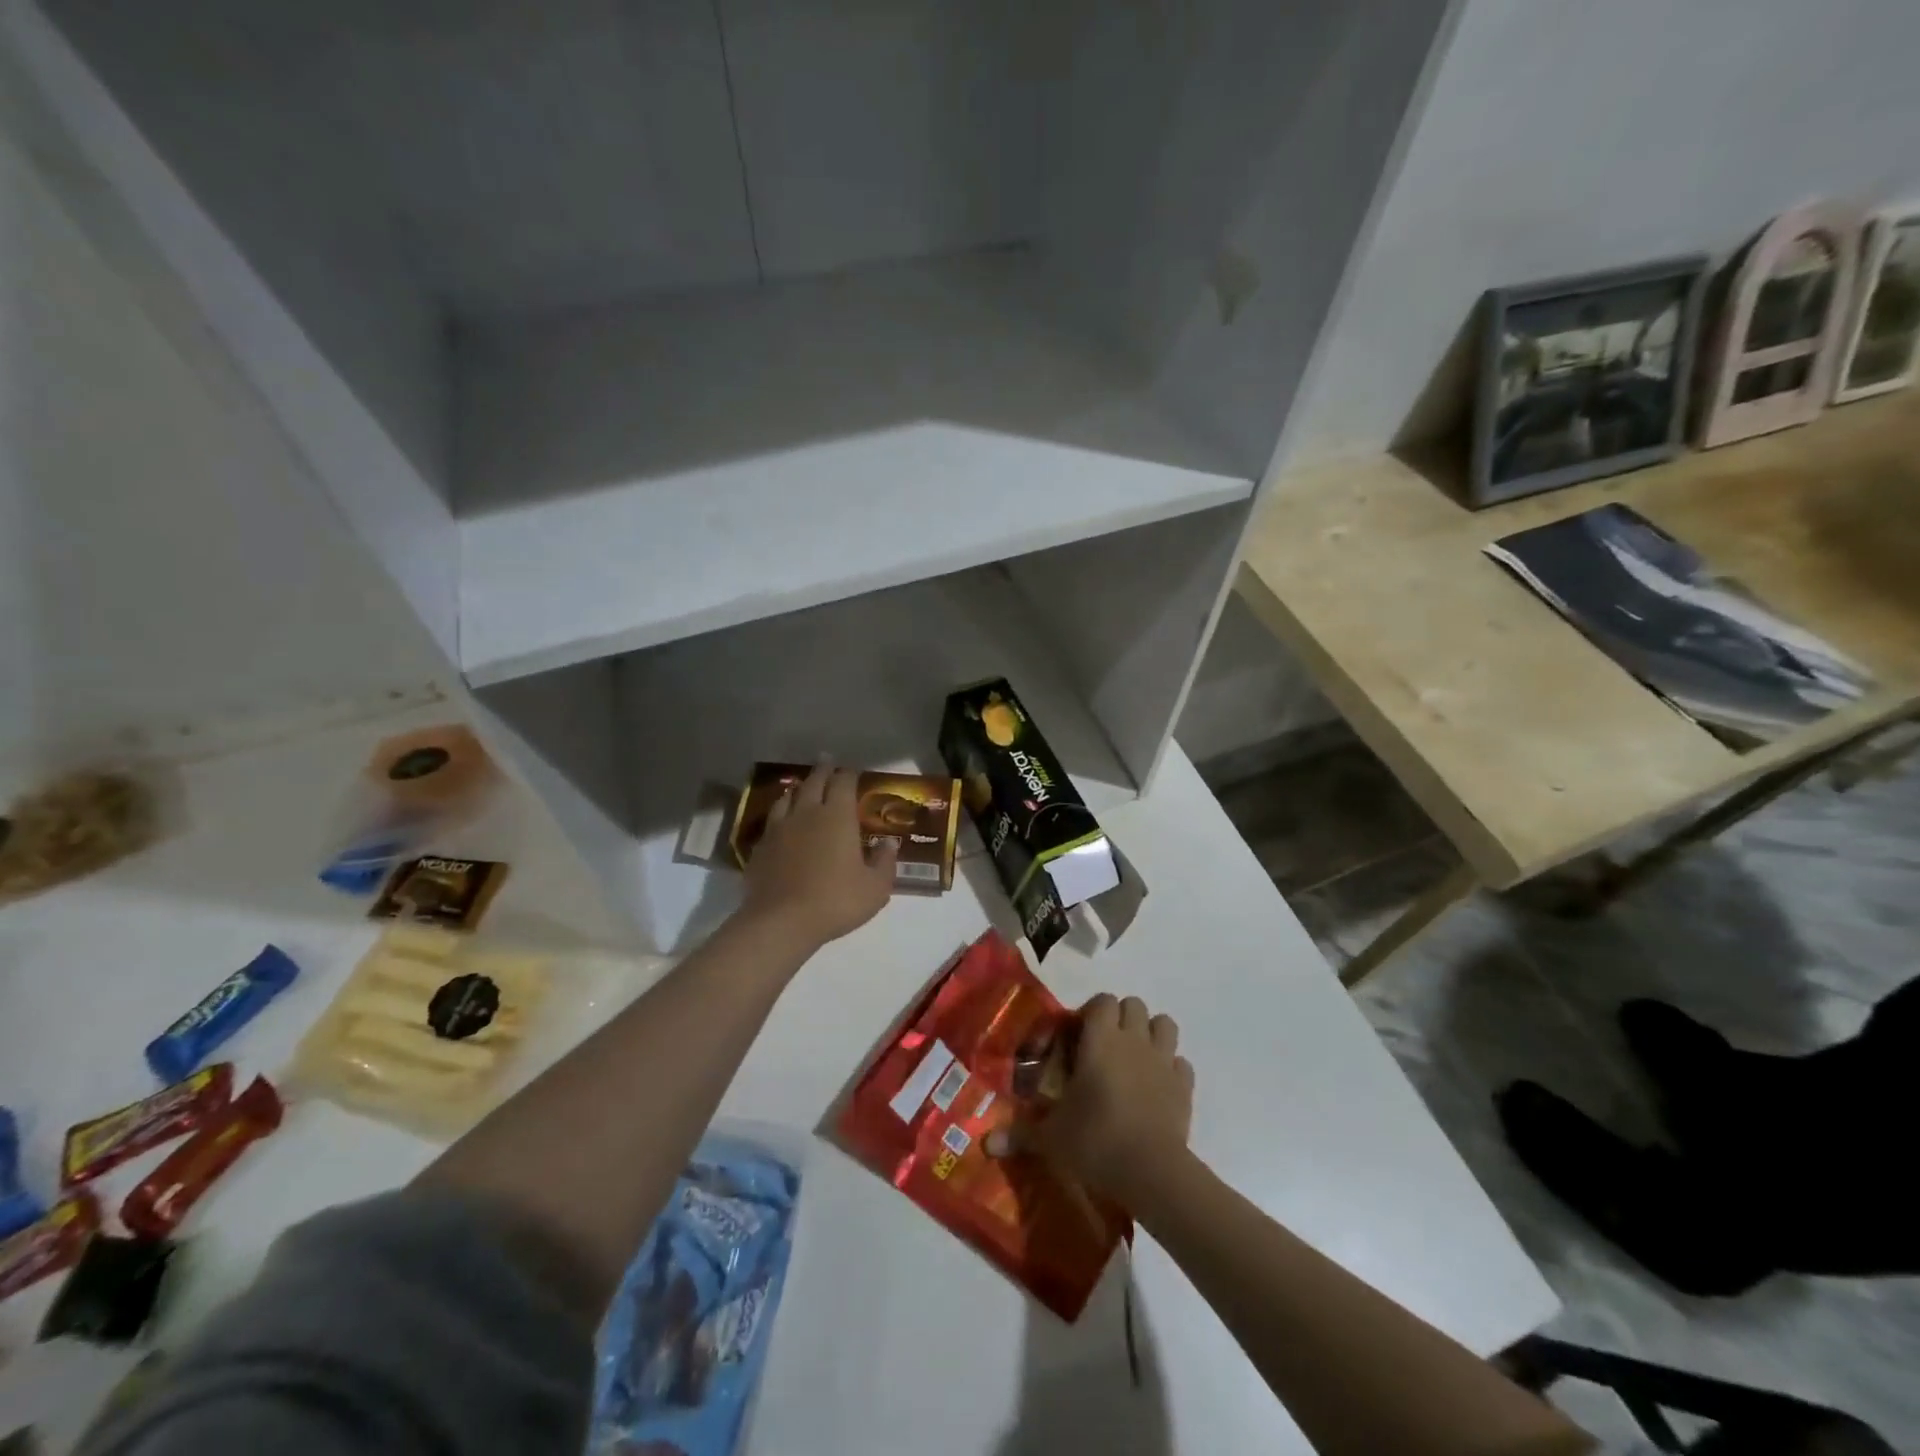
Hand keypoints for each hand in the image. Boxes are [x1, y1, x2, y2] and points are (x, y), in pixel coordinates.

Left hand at [741, 763, 896, 950]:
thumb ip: (885, 862)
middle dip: (823, 770)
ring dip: (799, 789)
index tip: (853, 770)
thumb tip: (889, 843)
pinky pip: (772, 822)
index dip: (849, 773)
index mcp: (837, 816)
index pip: (843, 782)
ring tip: (803, 787)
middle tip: (827, 761)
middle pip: (814, 782)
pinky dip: (781, 815)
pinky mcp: (760, 847)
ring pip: (788, 798)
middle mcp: (807, 813)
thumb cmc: (836, 901)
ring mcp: (779, 828)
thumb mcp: (875, 888)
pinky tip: (782, 824)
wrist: (781, 922)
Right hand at [992, 993, 1193, 1208]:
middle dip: (1120, 1018)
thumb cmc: (1095, 1140)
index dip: (1091, 1012)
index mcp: (1101, 1039)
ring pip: (1164, 1024)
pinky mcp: (1185, 1086)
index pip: (1102, 1001)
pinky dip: (1171, 1069)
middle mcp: (1133, 1040)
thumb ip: (1020, 1134)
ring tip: (1134, 1058)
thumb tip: (986, 1144)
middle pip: (1133, 1004)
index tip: (1078, 1036)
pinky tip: (1157, 1087)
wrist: (1152, 1171)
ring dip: (1151, 1034)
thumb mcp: (1051, 1138)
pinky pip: (1181, 1064)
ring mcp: (1163, 1061)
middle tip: (1104, 1046)